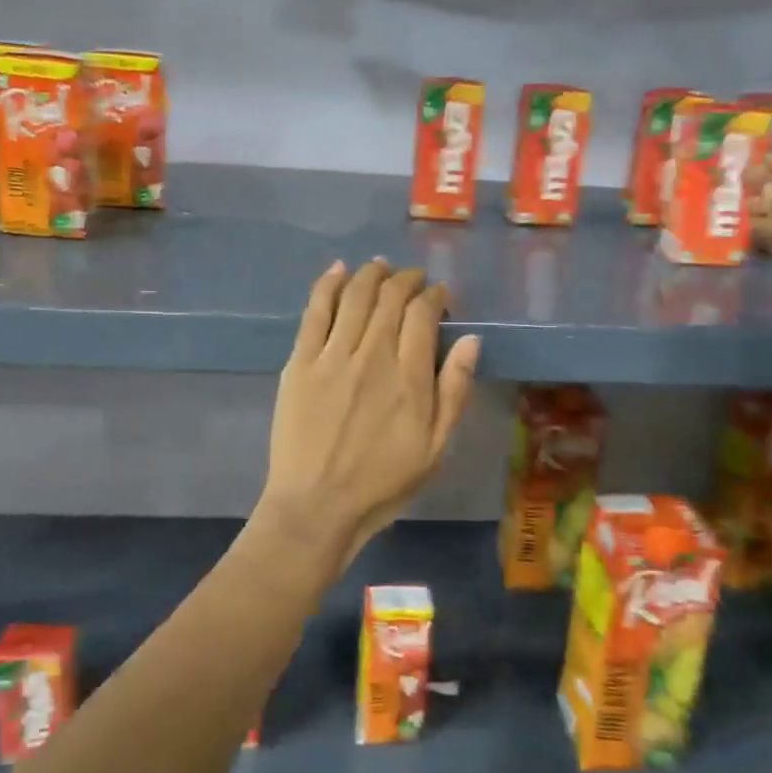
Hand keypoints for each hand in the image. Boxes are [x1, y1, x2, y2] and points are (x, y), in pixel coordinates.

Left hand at [261, 259, 480, 577]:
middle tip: (412, 279)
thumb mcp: (435, 447)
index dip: (434, 296)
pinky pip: (315, 311)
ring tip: (379, 267)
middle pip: (390, 298)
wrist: (316, 505)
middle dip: (405, 280)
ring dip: (370, 274)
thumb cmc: (382, 483)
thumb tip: (472, 340)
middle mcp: (372, 355)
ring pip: (354, 296)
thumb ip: (455, 390)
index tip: (439, 297)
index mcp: (410, 377)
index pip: (423, 314)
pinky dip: (327, 285)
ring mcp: (332, 356)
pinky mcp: (300, 362)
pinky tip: (337, 271)